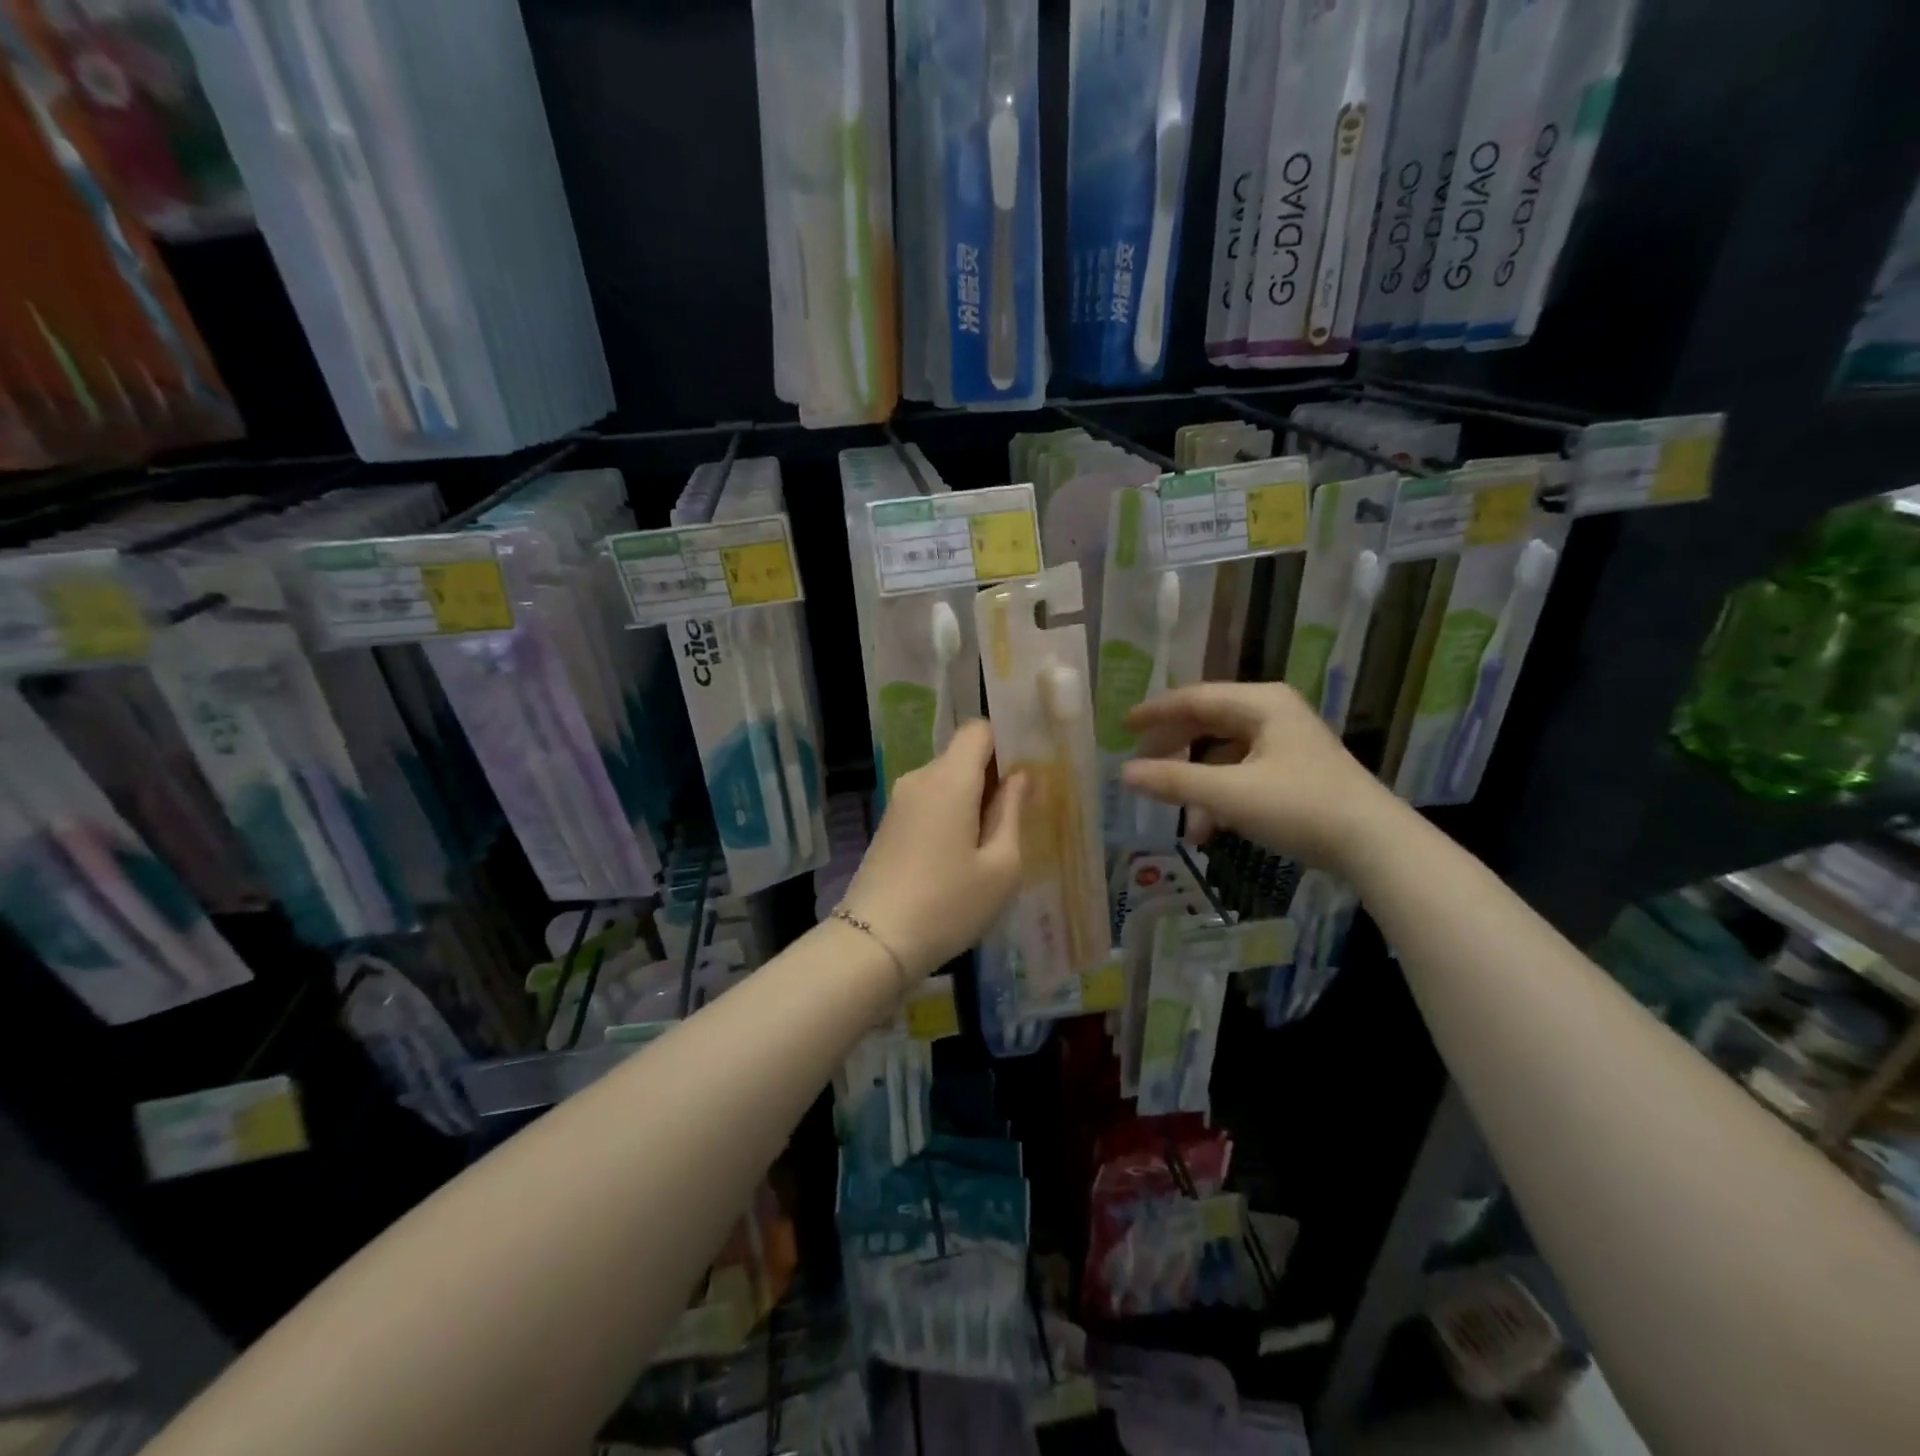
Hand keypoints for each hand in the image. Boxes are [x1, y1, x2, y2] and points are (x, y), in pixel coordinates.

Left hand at [841, 720, 1027, 978]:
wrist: (875, 941)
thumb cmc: (949, 904)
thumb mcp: (1001, 866)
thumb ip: (1013, 811)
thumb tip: (1020, 776)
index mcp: (950, 779)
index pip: (978, 729)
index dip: (1006, 741)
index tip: (1026, 772)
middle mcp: (920, 778)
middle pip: (962, 755)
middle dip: (992, 775)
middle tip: (1019, 814)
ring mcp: (899, 800)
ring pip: (946, 780)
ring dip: (972, 798)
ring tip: (992, 842)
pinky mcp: (889, 823)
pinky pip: (929, 801)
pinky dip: (950, 813)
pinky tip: (961, 855)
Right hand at [1120, 682, 1402, 873]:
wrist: (1375, 844)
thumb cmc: (1300, 807)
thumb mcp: (1229, 794)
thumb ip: (1174, 781)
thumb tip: (1124, 773)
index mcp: (1260, 703)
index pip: (1194, 698)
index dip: (1154, 713)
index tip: (1122, 727)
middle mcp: (1272, 713)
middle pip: (1207, 723)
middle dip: (1173, 751)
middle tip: (1141, 768)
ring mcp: (1285, 742)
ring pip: (1223, 754)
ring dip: (1197, 785)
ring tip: (1181, 820)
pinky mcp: (1294, 770)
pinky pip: (1241, 773)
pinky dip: (1220, 797)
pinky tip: (1209, 830)